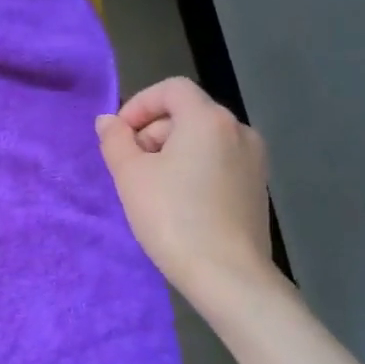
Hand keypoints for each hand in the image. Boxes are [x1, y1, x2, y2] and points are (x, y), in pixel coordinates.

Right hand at [96, 77, 276, 299]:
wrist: (227, 274)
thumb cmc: (172, 217)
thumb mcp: (131, 176)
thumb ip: (115, 141)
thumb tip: (108, 121)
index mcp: (208, 119)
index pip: (171, 89)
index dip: (139, 105)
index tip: (119, 137)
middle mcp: (239, 130)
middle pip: (187, 114)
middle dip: (152, 133)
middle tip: (130, 169)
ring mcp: (254, 160)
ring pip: (203, 140)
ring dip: (171, 153)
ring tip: (151, 190)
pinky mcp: (256, 187)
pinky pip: (218, 163)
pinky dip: (194, 171)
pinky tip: (179, 204)